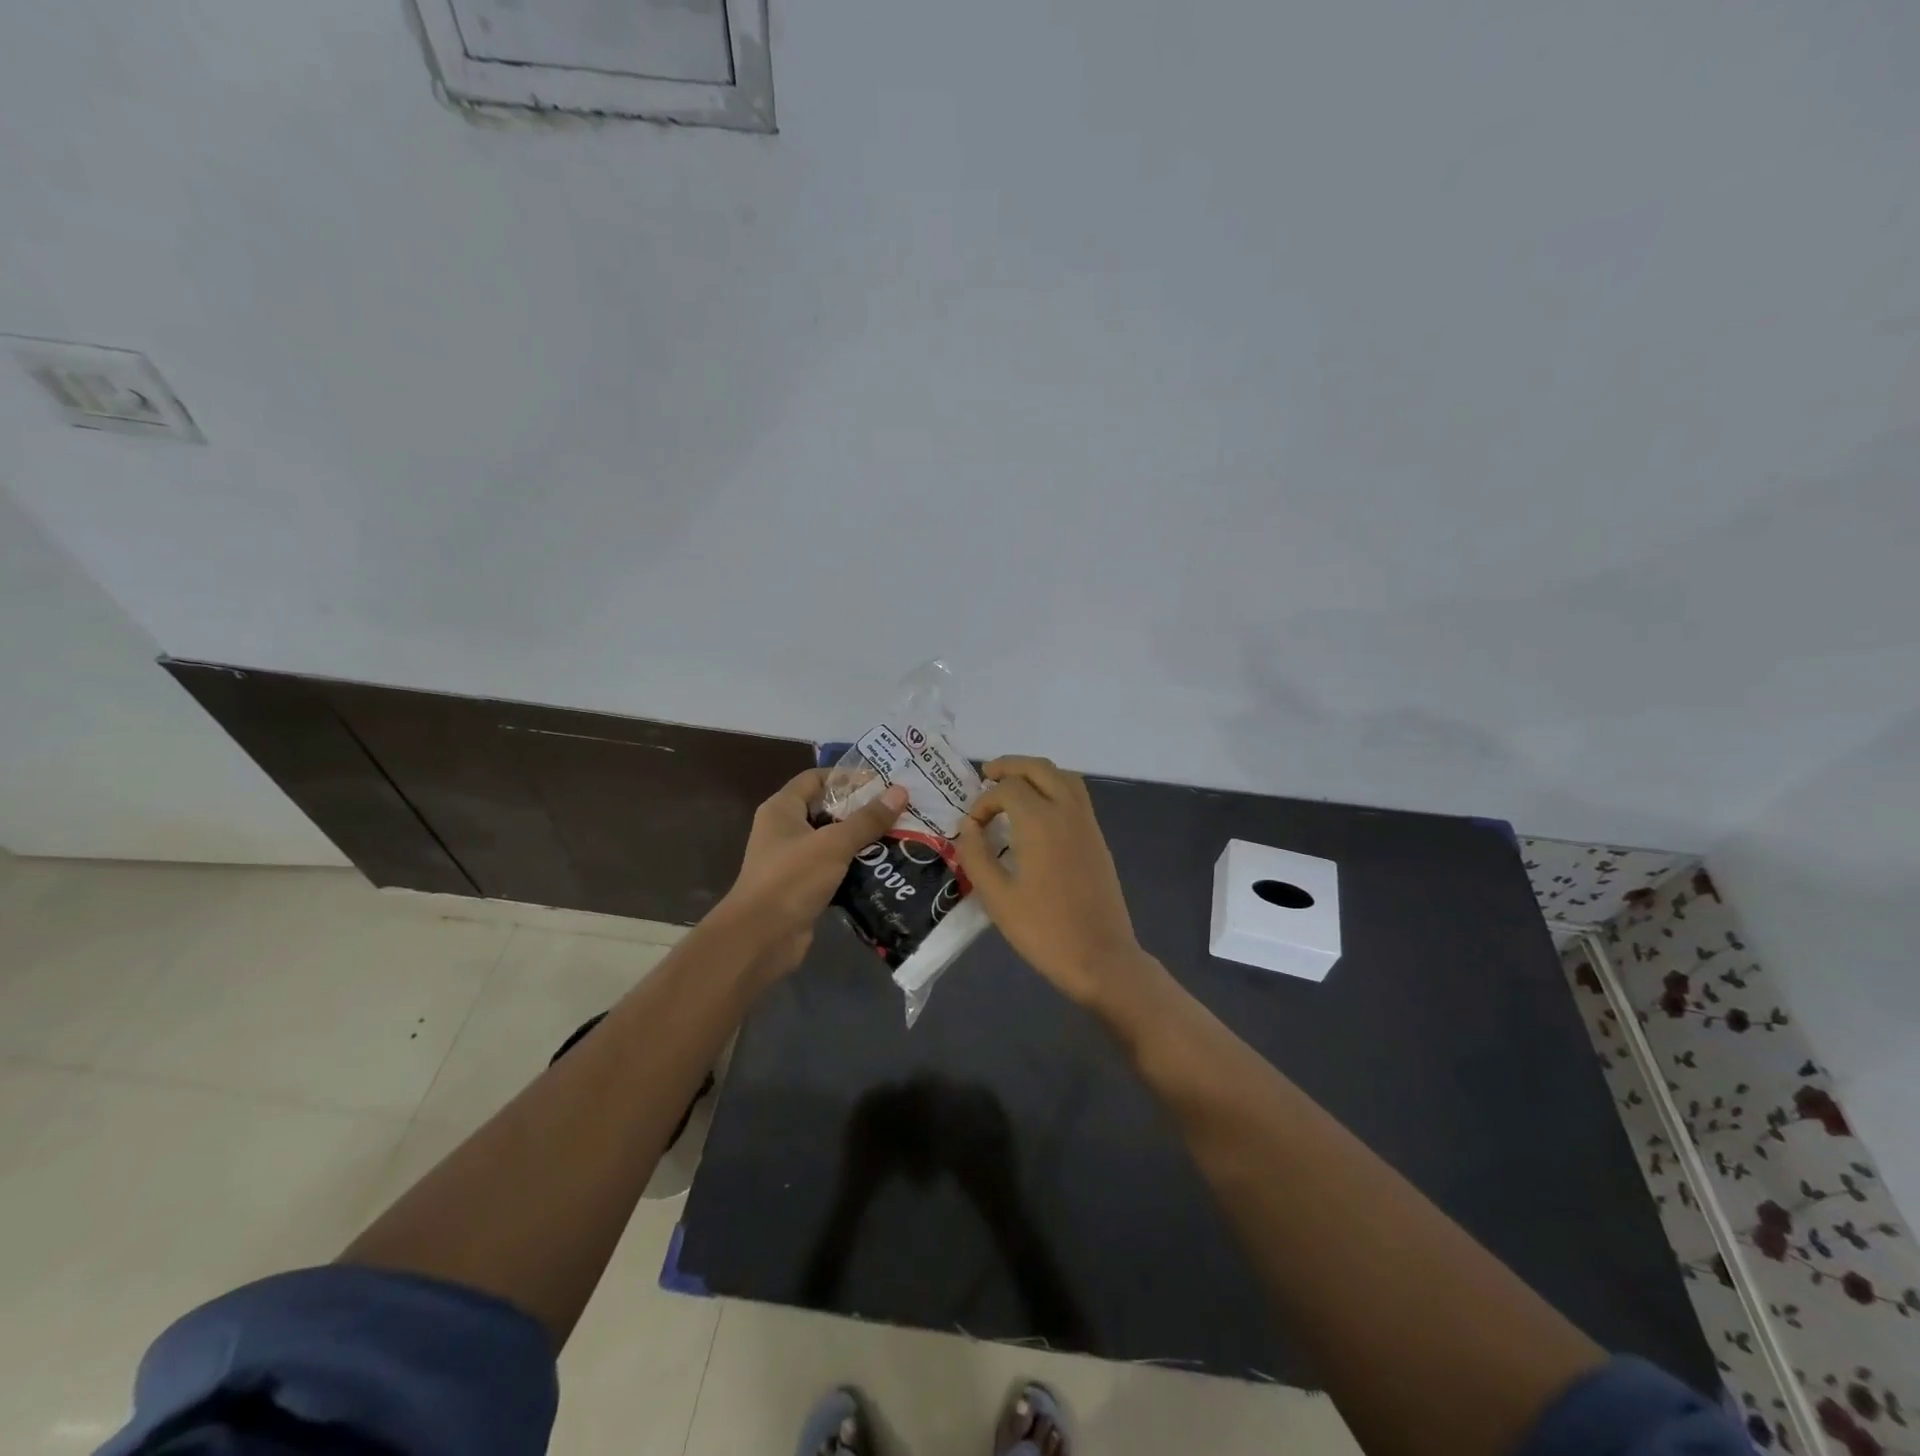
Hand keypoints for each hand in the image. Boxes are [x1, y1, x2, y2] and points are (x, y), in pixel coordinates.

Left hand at [717, 769, 908, 977]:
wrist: (760, 939)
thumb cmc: (792, 879)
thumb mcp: (834, 844)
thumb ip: (867, 819)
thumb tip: (900, 791)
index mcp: (782, 809)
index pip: (816, 779)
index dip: (847, 777)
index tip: (883, 782)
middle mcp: (785, 830)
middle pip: (828, 810)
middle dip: (862, 810)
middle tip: (899, 810)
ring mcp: (793, 861)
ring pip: (834, 842)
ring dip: (863, 841)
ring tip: (900, 837)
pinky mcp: (804, 888)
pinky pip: (835, 870)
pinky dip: (856, 868)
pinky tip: (885, 869)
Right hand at [955, 756, 1150, 1008]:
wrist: (1101, 957)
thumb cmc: (1044, 930)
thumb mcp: (997, 897)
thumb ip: (976, 855)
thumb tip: (968, 827)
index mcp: (1040, 822)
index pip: (1006, 789)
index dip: (983, 801)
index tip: (972, 827)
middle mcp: (1067, 811)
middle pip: (1038, 768)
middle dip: (1010, 766)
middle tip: (987, 776)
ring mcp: (1087, 823)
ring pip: (1063, 776)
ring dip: (1035, 773)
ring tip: (1012, 788)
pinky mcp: (1097, 838)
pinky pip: (1076, 795)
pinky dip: (1054, 787)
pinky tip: (1038, 813)